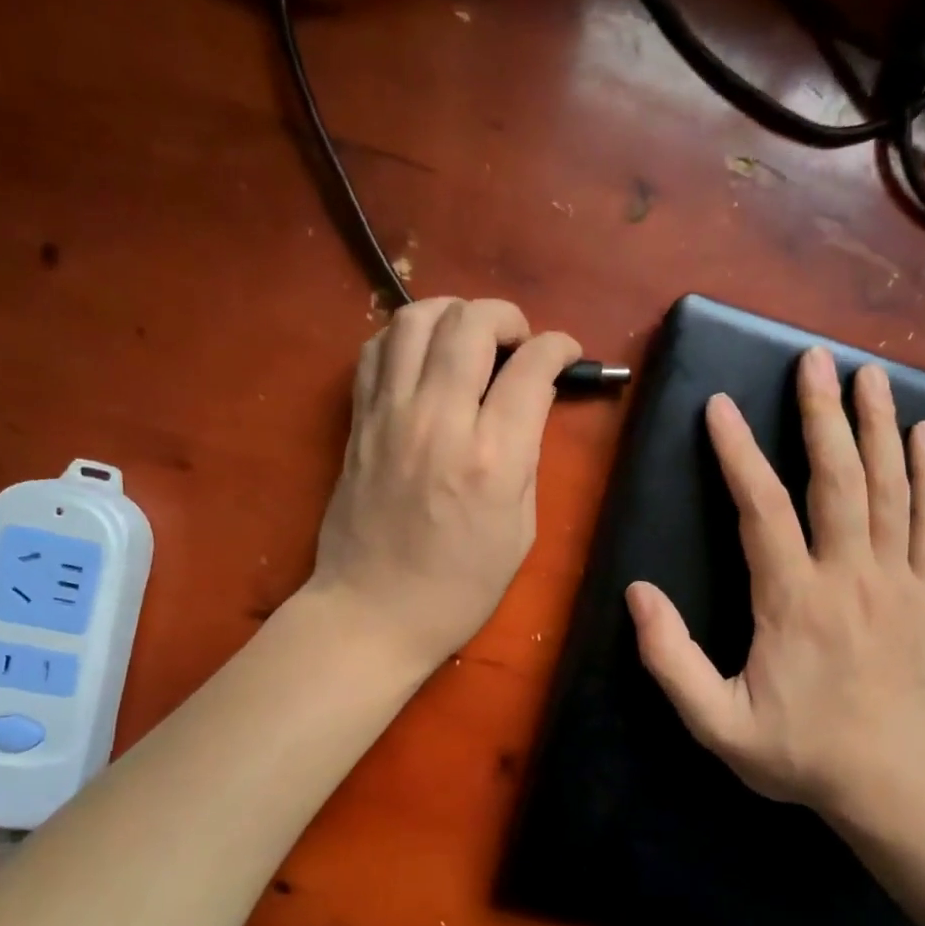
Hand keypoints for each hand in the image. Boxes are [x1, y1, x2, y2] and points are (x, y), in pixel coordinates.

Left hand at [306, 297, 580, 672]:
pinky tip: (423, 358)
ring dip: (452, 313)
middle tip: (518, 342)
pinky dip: (404, 337)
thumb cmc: (458, 588)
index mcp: (491, 457)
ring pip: (415, 318)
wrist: (373, 612)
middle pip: (471, 323)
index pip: (531, 366)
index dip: (559, 347)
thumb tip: (529, 406)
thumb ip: (528, 459)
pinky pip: (376, 350)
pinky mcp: (358, 421)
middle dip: (506, 317)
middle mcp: (438, 420)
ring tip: (469, 337)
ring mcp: (389, 415)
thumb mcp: (520, 532)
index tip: (566, 353)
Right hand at [625, 347, 924, 832]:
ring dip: (877, 427)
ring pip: (890, 489)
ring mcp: (897, 582)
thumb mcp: (717, 724)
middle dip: (821, 415)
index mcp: (793, 602)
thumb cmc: (800, 754)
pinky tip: (924, 435)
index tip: (720, 407)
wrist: (895, 787)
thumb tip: (638, 593)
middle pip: (837, 480)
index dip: (737, 454)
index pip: (761, 509)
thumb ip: (671, 660)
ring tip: (868, 375)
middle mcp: (849, 577)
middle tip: (813, 360)